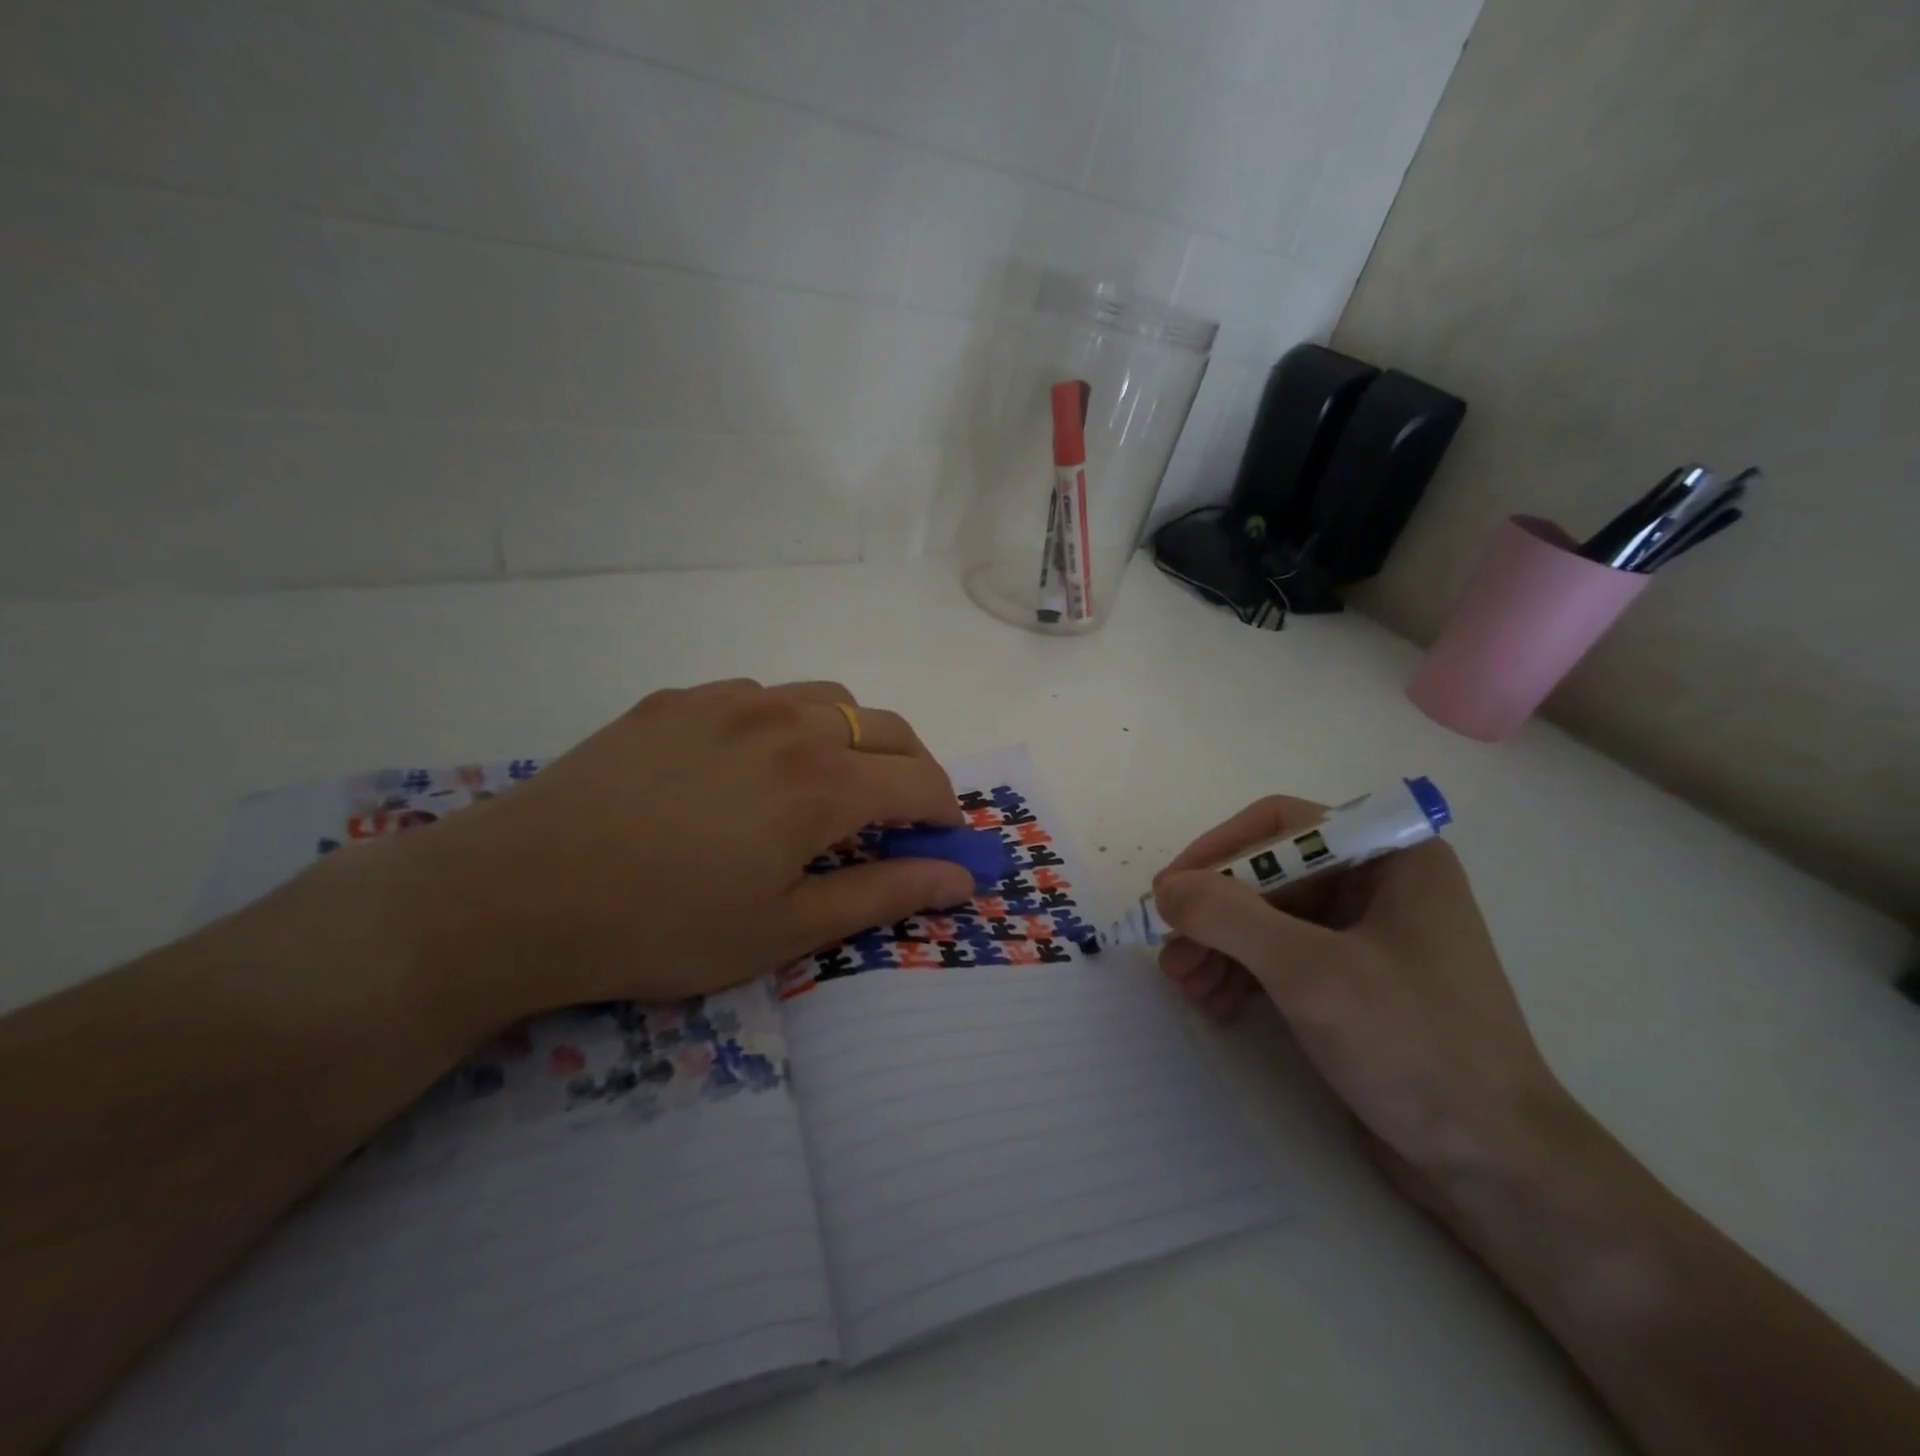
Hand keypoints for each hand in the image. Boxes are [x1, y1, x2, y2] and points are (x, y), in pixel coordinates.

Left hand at [332, 679, 974, 1027]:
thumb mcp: (785, 930)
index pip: (922, 780)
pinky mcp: (679, 698)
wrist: (518, 893)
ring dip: (853, 737)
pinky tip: (751, 766)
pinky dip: (789, 723)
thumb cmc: (663, 927)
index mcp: (822, 782)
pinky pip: (762, 695)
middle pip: (887, 727)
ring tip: (829, 785)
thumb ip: (883, 894)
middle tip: (898, 817)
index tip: (942, 844)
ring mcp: (729, 700)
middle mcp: (788, 722)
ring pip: (828, 698)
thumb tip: (960, 879)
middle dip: (913, 769)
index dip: (946, 813)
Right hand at [1151, 797, 1569, 1195]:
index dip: (1218, 851)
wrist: (1495, 1166)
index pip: (1281, 825)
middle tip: (1169, 953)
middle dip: (1214, 914)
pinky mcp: (1355, 980)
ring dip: (1220, 946)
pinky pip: (1282, 955)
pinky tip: (1215, 1003)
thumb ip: (1229, 917)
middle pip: (1269, 875)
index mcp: (1391, 857)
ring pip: (1268, 917)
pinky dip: (1242, 972)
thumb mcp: (1311, 973)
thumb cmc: (1413, 1047)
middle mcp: (1379, 883)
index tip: (1170, 892)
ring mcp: (1367, 934)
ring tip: (1185, 986)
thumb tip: (1166, 889)